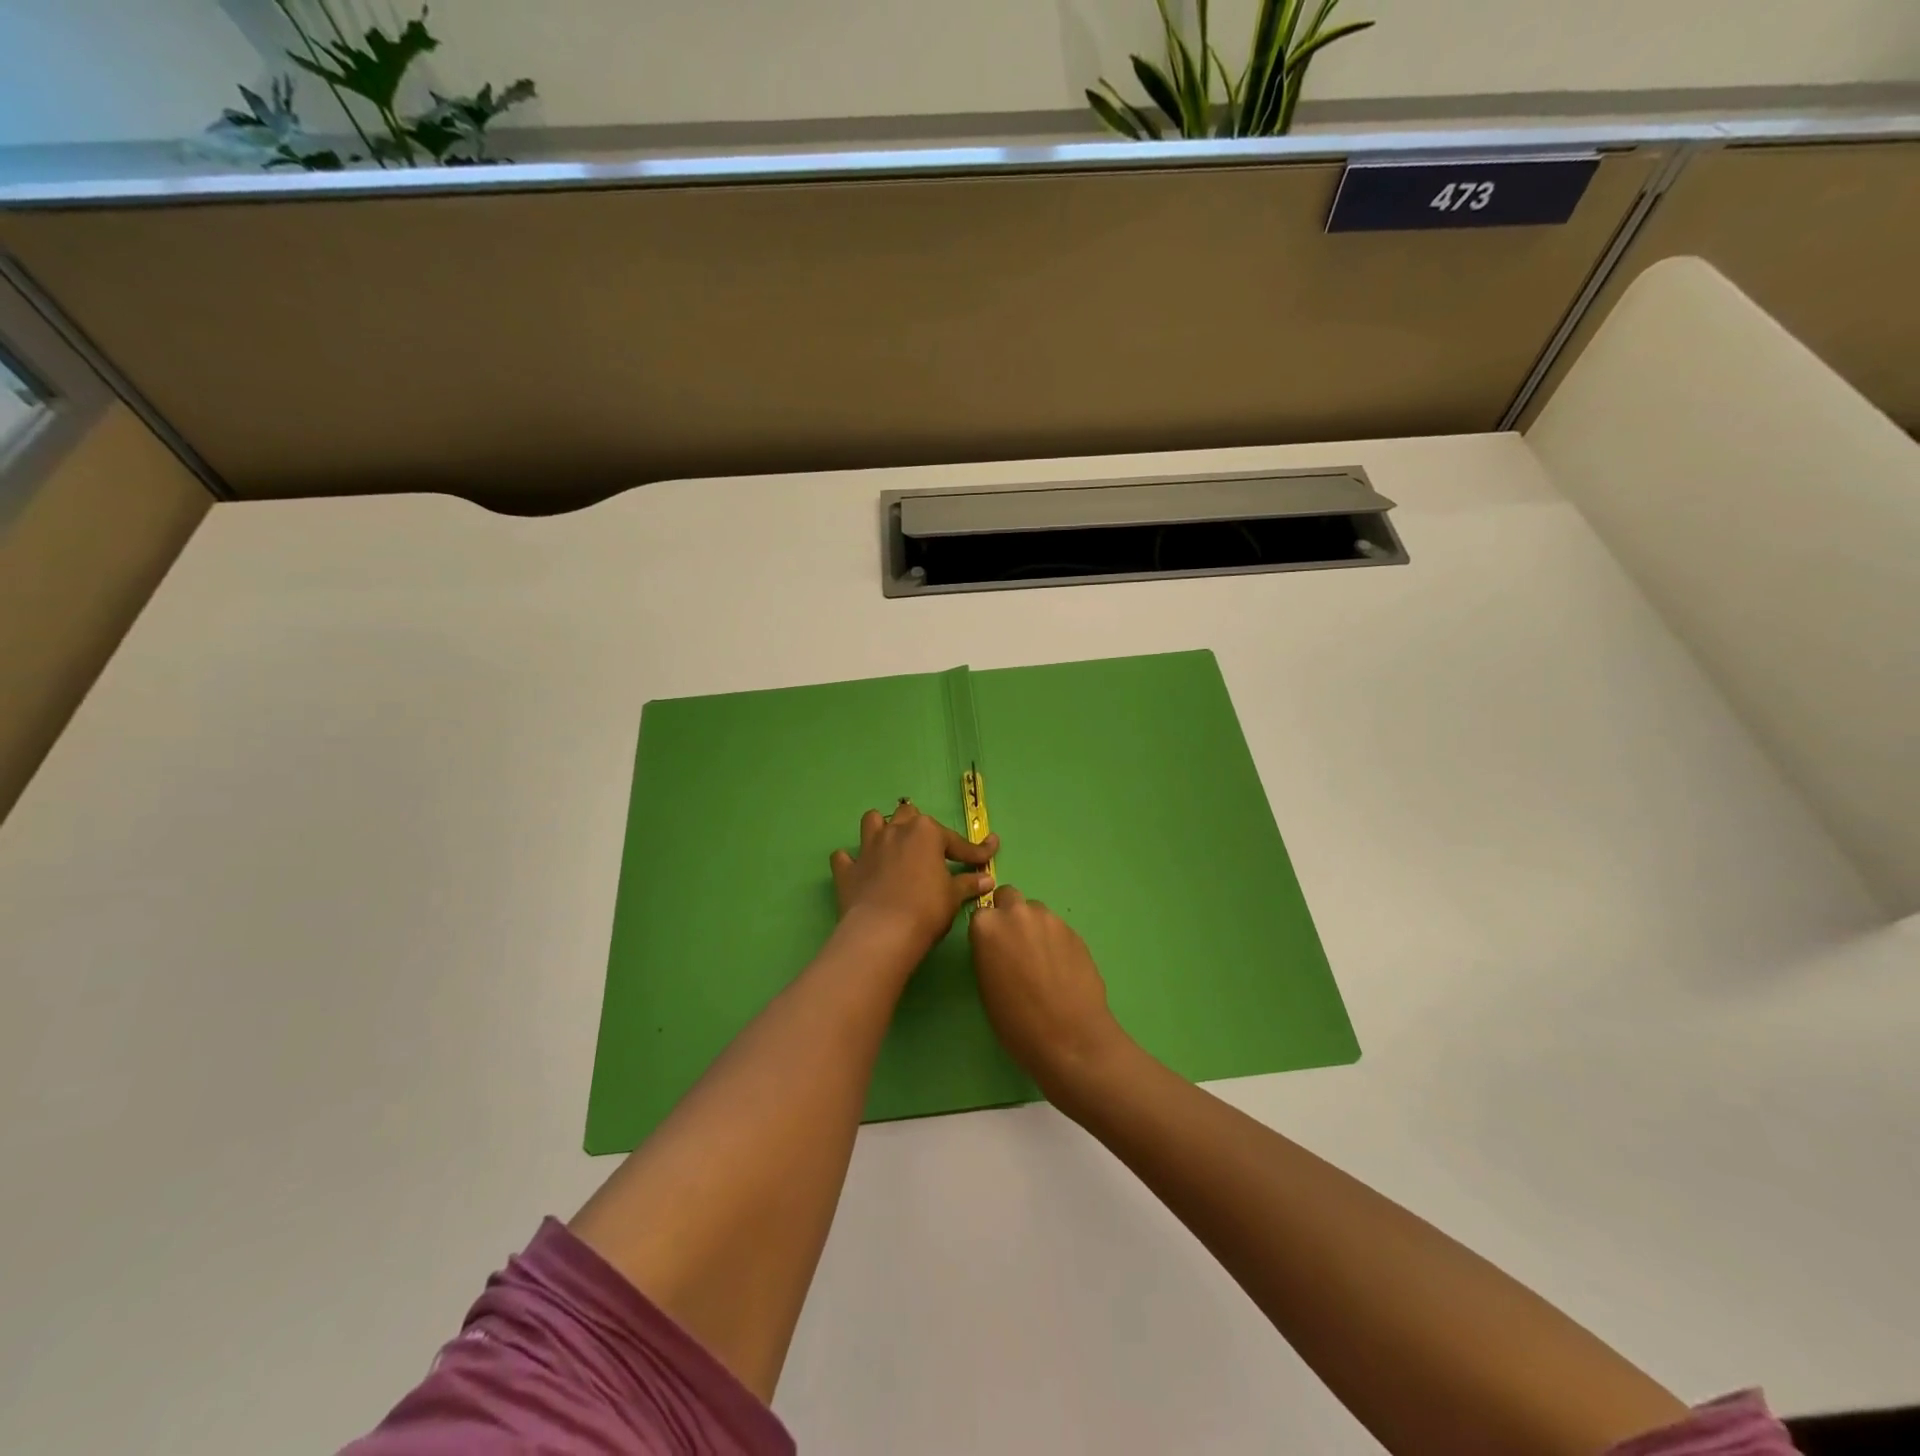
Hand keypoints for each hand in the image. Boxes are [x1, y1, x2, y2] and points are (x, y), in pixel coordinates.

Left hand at [829, 800, 995, 962]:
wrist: (883, 933)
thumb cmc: (927, 909)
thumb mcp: (953, 896)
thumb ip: (968, 884)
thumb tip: (987, 879)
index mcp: (926, 832)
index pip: (956, 841)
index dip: (975, 851)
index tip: (988, 854)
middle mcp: (895, 831)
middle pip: (908, 816)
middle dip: (919, 828)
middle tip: (931, 850)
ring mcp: (867, 848)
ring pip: (872, 821)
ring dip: (882, 829)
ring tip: (892, 845)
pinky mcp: (847, 870)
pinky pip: (844, 857)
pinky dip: (851, 861)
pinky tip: (859, 869)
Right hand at [969, 886, 1129, 1098]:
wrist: (1070, 1037)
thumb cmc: (1017, 1022)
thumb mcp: (986, 987)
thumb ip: (988, 953)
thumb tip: (998, 946)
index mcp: (988, 927)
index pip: (981, 913)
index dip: (986, 931)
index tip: (992, 949)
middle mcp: (1017, 913)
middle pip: (1009, 897)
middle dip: (1009, 914)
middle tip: (1015, 945)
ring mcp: (1049, 919)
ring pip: (1036, 911)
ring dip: (1034, 926)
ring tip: (1042, 960)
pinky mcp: (1074, 931)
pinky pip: (1057, 927)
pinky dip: (1055, 940)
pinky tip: (1062, 969)